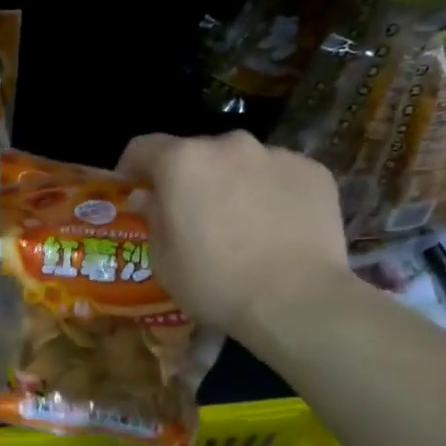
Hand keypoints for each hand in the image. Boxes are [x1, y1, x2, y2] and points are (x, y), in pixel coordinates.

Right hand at [119, 131, 348, 332]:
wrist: (296, 300)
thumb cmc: (215, 283)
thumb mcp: (164, 261)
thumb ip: (153, 219)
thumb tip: (149, 197)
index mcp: (183, 163)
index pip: (144, 147)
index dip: (132, 167)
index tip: (132, 189)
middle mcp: (229, 145)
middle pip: (196, 153)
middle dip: (187, 178)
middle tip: (190, 215)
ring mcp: (277, 155)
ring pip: (240, 162)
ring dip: (230, 183)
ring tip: (238, 223)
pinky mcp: (314, 172)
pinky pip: (279, 176)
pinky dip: (269, 193)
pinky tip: (274, 228)